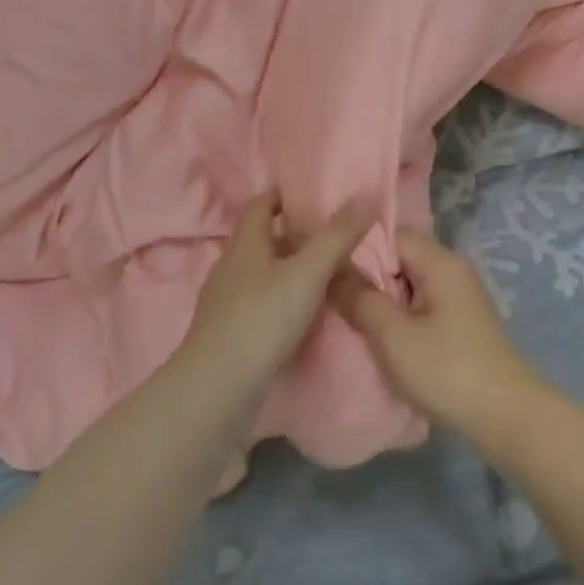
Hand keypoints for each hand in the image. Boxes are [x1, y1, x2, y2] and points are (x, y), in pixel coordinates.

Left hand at [185, 192, 372, 383]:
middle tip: (330, 232)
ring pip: (261, 274)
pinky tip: (304, 313)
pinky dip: (282, 300)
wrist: (217, 392)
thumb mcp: (308, 272)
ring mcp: (225, 304)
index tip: (311, 192)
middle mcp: (231, 268)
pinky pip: (260, 305)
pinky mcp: (229, 335)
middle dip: (292, 233)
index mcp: (245, 245)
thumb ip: (338, 235)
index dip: (283, 195)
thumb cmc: (262, 319)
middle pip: (262, 240)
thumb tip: (365, 194)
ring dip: (288, 269)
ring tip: (324, 272)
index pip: (260, 205)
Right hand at [333, 230, 547, 450]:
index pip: (392, 234)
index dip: (358, 247)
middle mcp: (453, 270)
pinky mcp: (460, 321)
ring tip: (350, 317)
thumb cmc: (447, 371)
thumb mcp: (394, 337)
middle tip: (332, 296)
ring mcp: (459, 296)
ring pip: (410, 282)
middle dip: (367, 275)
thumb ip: (361, 300)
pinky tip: (381, 336)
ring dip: (383, 298)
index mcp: (441, 263)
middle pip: (401, 256)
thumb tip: (333, 272)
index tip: (326, 269)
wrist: (505, 415)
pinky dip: (400, 314)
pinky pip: (421, 303)